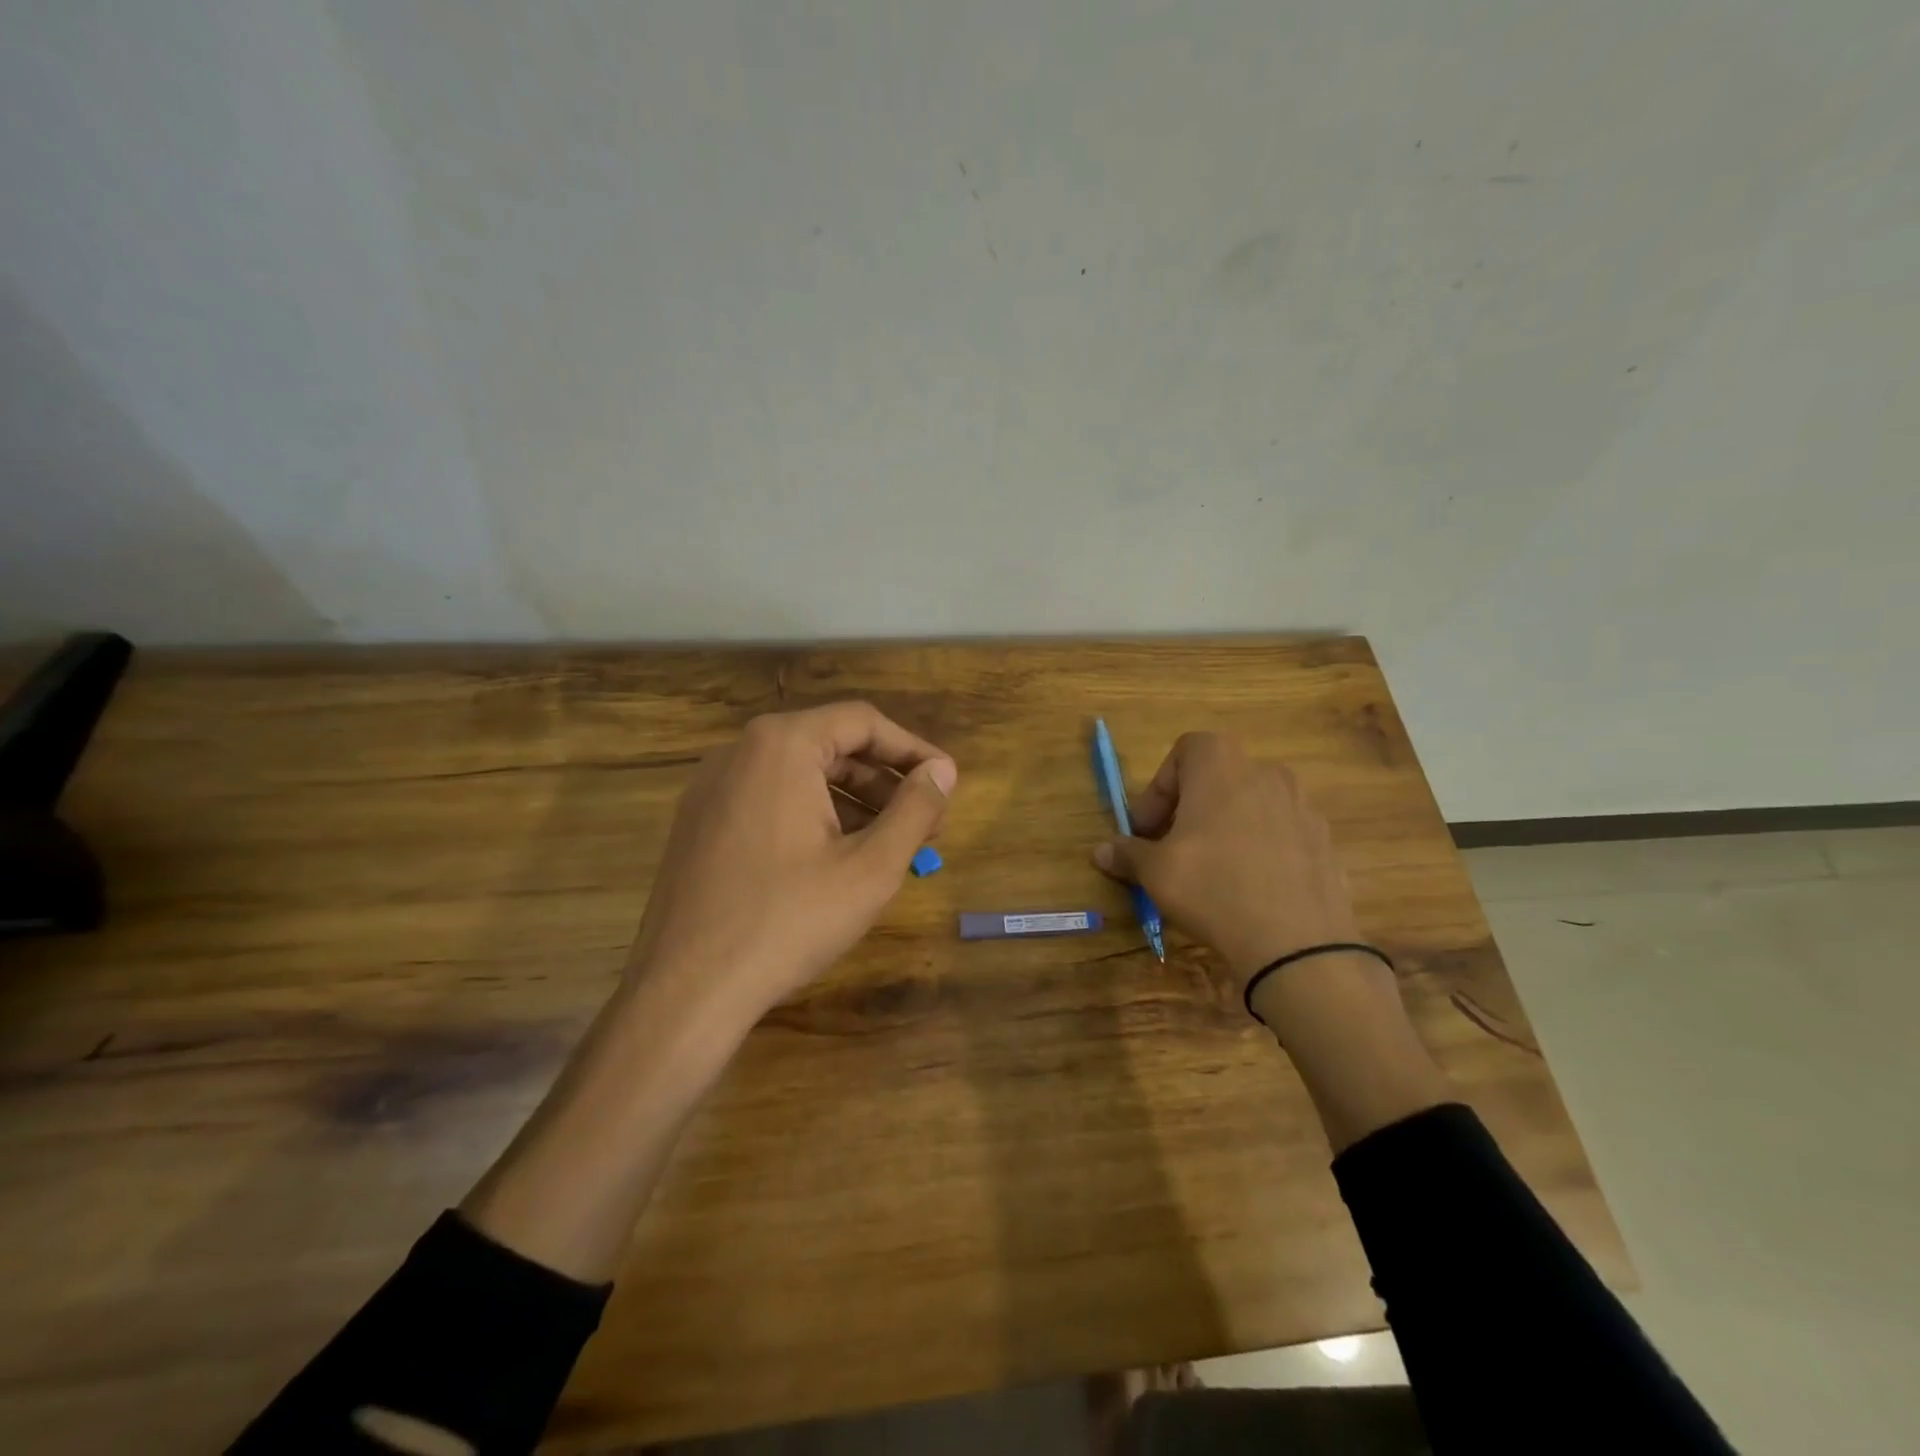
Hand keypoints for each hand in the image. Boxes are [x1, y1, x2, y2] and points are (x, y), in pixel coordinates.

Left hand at [628, 703, 956, 1017]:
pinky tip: (838, 859)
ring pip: (800, 777)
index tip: (946, 783)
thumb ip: (915, 809)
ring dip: (853, 803)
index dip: (913, 750)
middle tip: (927, 822)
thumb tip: (944, 770)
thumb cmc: (788, 920)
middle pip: (830, 746)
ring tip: (891, 845)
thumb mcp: (870, 866)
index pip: (863, 722)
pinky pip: (770, 801)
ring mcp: (712, 788)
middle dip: (885, 783)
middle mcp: (739, 752)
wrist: (685, 991)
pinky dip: (813, 817)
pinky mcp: (699, 824)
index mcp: (781, 745)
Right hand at [1091, 733, 1357, 995]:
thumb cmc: (1212, 887)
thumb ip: (1128, 853)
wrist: (1297, 942)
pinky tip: (1249, 887)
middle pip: (1218, 777)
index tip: (1147, 829)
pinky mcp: (1324, 841)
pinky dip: (1260, 848)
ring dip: (1225, 826)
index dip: (1159, 788)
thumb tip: (1101, 851)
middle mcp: (1266, 772)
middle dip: (1189, 808)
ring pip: (1251, 804)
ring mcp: (1302, 806)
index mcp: (1222, 766)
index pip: (1184, 751)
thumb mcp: (1156, 872)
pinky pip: (1280, 833)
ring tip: (1211, 869)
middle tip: (1172, 848)